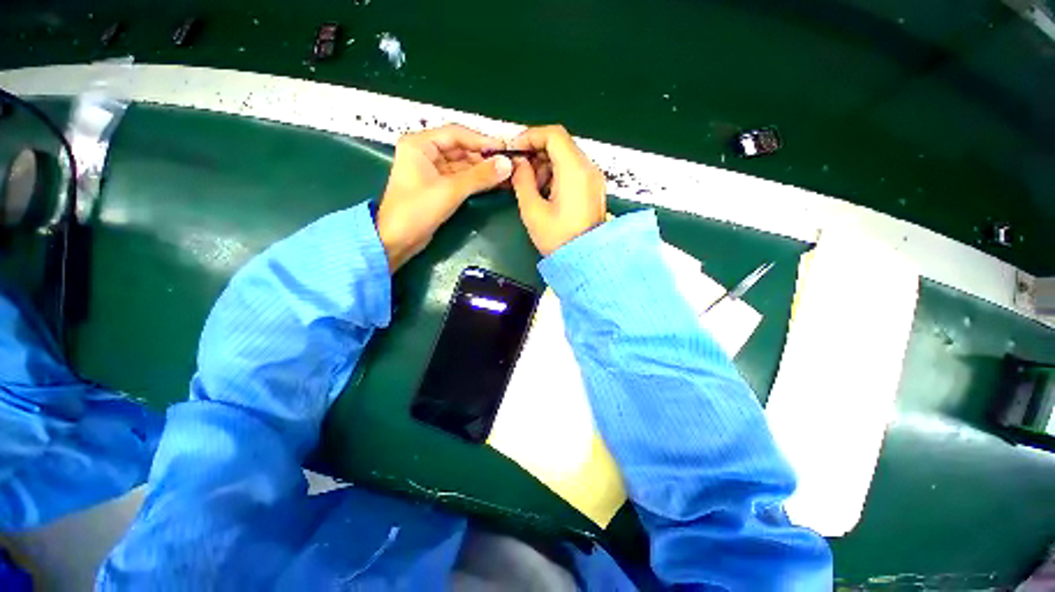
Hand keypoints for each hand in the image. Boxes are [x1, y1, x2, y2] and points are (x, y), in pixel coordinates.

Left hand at [376, 125, 512, 271]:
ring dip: (483, 170)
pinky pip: (461, 179)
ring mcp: (431, 171)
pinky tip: (494, 183)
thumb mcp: (450, 191)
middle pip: (461, 149)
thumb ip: (480, 176)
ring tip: (506, 174)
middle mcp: (425, 153)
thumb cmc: (417, 210)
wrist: (397, 240)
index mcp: (420, 144)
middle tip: (509, 164)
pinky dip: (476, 181)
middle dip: (484, 157)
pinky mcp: (437, 187)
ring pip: (463, 165)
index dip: (482, 141)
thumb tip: (507, 164)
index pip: (456, 134)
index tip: (505, 149)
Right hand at [509, 125, 606, 255]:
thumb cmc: (558, 238)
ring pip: (566, 157)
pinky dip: (556, 174)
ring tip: (531, 186)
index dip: (530, 136)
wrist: (585, 260)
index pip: (553, 134)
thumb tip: (518, 163)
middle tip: (519, 171)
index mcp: (575, 170)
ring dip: (545, 165)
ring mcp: (594, 178)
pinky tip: (545, 193)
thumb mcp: (532, 210)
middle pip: (560, 144)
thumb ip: (522, 180)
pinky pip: (573, 171)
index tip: (513, 149)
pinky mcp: (594, 189)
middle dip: (536, 153)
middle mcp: (589, 168)